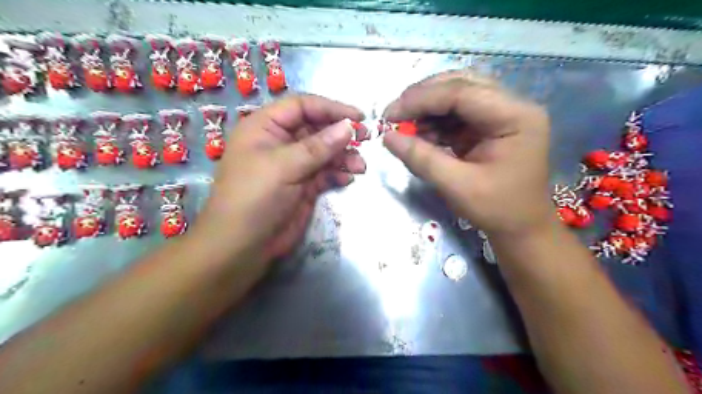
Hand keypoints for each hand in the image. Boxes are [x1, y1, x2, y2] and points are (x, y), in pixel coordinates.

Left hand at [193, 93, 367, 261]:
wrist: (243, 246)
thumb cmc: (255, 198)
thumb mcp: (284, 166)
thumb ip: (318, 146)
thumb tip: (348, 126)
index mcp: (265, 127)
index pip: (302, 106)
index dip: (330, 108)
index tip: (358, 117)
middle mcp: (279, 143)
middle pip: (316, 129)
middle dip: (340, 134)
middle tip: (366, 139)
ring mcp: (292, 166)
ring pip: (323, 153)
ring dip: (343, 157)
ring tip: (360, 166)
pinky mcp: (302, 186)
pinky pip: (324, 174)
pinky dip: (337, 174)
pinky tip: (348, 179)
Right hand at [384, 70, 554, 236]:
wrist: (521, 228)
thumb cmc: (497, 209)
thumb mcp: (457, 186)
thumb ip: (421, 158)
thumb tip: (387, 137)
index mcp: (515, 117)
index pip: (462, 92)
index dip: (421, 99)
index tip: (389, 114)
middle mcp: (512, 106)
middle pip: (461, 85)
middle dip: (423, 98)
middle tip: (394, 114)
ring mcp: (501, 115)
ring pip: (457, 96)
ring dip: (427, 109)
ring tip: (404, 127)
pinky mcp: (489, 126)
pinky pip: (457, 114)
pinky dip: (435, 122)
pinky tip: (419, 134)